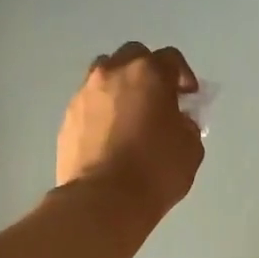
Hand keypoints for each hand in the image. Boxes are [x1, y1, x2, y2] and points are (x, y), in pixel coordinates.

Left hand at [56, 42, 204, 218]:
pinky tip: (109, 136)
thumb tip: (179, 121)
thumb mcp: (190, 148)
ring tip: (130, 115)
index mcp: (149, 74)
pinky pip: (89, 103)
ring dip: (120, 87)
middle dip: (148, 73)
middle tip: (158, 100)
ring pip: (105, 75)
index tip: (188, 98)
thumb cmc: (155, 171)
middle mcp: (113, 73)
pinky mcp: (67, 117)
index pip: (171, 58)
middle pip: (133, 57)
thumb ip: (187, 125)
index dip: (183, 76)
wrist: (103, 200)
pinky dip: (101, 110)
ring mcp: (85, 94)